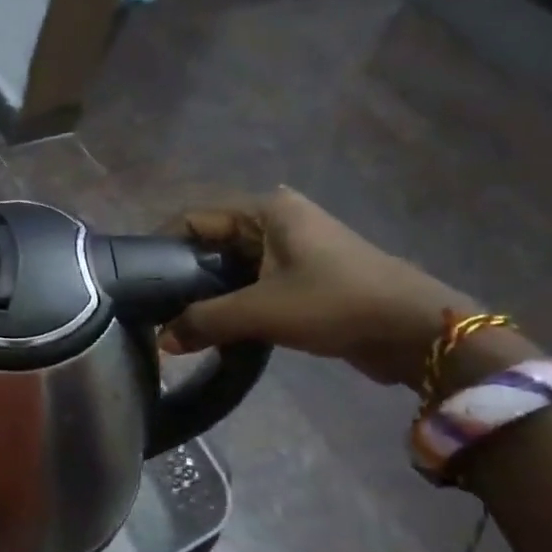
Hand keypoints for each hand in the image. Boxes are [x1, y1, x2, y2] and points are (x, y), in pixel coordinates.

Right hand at [157, 189, 474, 386]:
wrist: (415, 330)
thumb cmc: (335, 303)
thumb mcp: (262, 310)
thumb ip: (205, 321)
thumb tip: (161, 341)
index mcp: (265, 209)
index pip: (194, 218)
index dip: (161, 245)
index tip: (137, 280)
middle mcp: (276, 220)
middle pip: (211, 241)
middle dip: (183, 273)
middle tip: (154, 307)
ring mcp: (293, 247)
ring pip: (232, 265)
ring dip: (209, 292)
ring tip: (178, 321)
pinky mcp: (304, 275)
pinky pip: (254, 282)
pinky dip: (233, 301)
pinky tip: (215, 327)